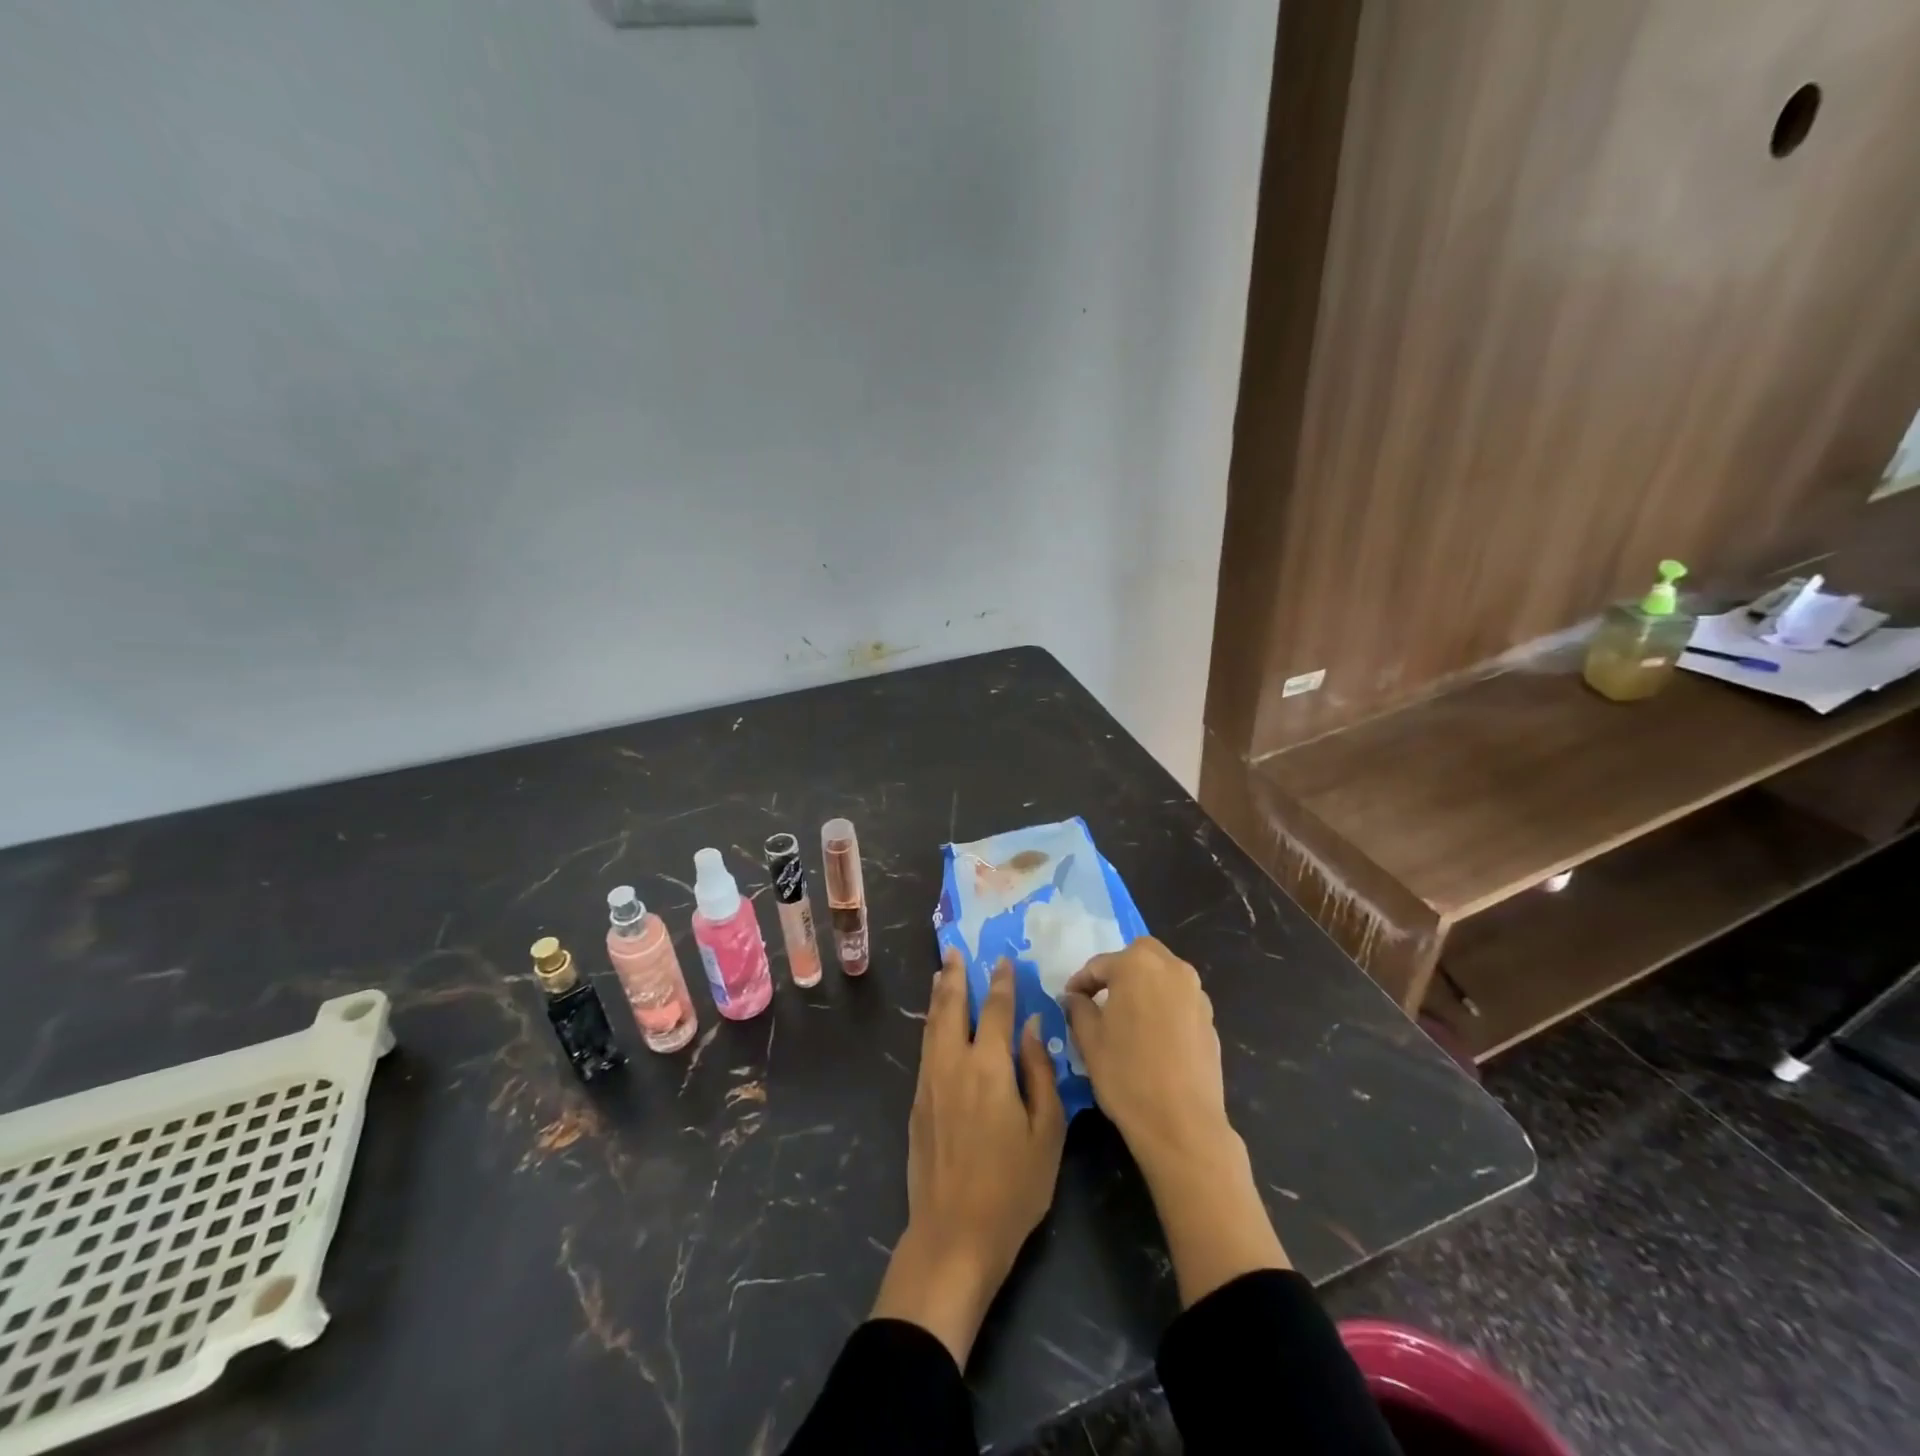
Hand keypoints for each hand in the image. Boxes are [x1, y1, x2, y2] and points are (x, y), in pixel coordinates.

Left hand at [871, 950, 1066, 1364]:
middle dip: (954, 976)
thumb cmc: (1012, 1188)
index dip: (1001, 983)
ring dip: (937, 996)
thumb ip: (1040, 1074)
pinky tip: (935, 1024)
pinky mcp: (917, 1104)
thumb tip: (1031, 1029)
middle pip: (951, 1008)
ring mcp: (929, 1083)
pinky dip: (930, 1025)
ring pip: (932, 1026)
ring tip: (940, 973)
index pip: (995, 1011)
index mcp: (989, 1068)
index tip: (1002, 960)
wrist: (953, 1235)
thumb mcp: (1046, 1134)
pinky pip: (925, 1049)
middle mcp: (953, 1065)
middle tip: (954, 950)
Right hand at [1062, 936, 1230, 1174]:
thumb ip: (1078, 1008)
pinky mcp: (1210, 1020)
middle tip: (1100, 998)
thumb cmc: (1126, 1075)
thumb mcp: (1089, 1040)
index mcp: (1137, 965)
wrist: (1183, 1125)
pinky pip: (1179, 1000)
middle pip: (1139, 956)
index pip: (1099, 965)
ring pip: (1163, 976)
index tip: (1068, 1000)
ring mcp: (1196, 994)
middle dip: (1118, 972)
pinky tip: (1151, 1036)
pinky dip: (1162, 1006)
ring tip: (1126, 1016)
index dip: (1080, 982)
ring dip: (1143, 986)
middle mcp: (1172, 969)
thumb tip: (1075, 997)